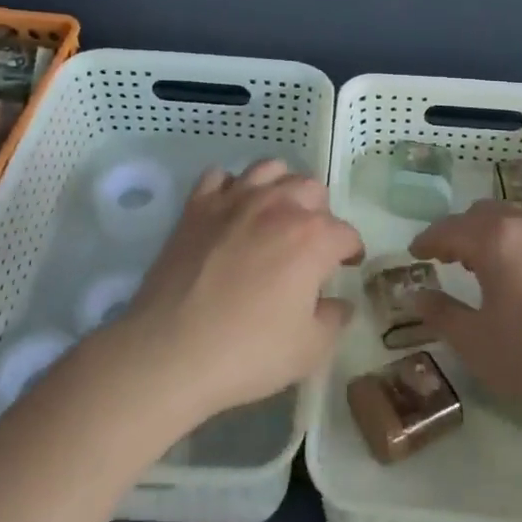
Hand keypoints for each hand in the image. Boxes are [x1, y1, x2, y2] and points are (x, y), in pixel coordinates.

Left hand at [113, 160, 359, 425]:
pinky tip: (231, 211)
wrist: (170, 351)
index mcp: (312, 237)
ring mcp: (234, 200)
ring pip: (269, 169)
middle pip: (312, 189)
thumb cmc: (248, 353)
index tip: (347, 265)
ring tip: (276, 214)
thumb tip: (339, 303)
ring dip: (281, 187)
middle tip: (311, 244)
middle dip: (320, 213)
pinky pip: (220, 177)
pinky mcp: (197, 206)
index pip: (346, 233)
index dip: (351, 251)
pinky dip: (231, 187)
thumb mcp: (309, 350)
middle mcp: (277, 205)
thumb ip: (334, 319)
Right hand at [410, 202, 521, 432]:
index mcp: (496, 240)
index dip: (428, 239)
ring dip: (501, 233)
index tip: (416, 253)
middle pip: (487, 213)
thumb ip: (439, 312)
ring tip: (495, 264)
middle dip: (464, 231)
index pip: (450, 229)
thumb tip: (416, 295)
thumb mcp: (473, 341)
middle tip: (452, 257)